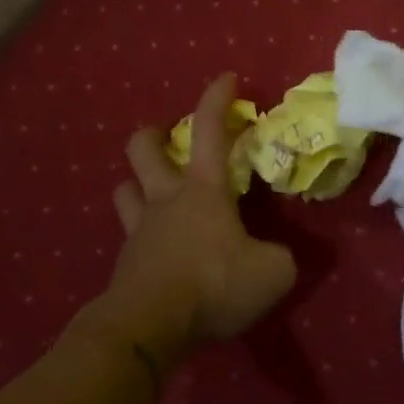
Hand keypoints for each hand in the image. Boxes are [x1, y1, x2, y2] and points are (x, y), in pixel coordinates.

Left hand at [95, 73, 296, 362]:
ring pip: (124, 188)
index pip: (211, 131)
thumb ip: (279, 257)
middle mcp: (166, 199)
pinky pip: (128, 236)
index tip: (227, 77)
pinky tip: (157, 252)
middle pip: (144, 148)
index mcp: (204, 190)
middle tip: (166, 138)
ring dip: (136, 183)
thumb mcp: (272, 273)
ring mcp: (139, 229)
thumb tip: (275, 255)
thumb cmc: (213, 285)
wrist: (149, 326)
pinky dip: (142, 236)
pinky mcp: (125, 262)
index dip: (218, 99)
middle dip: (153, 134)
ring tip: (153, 193)